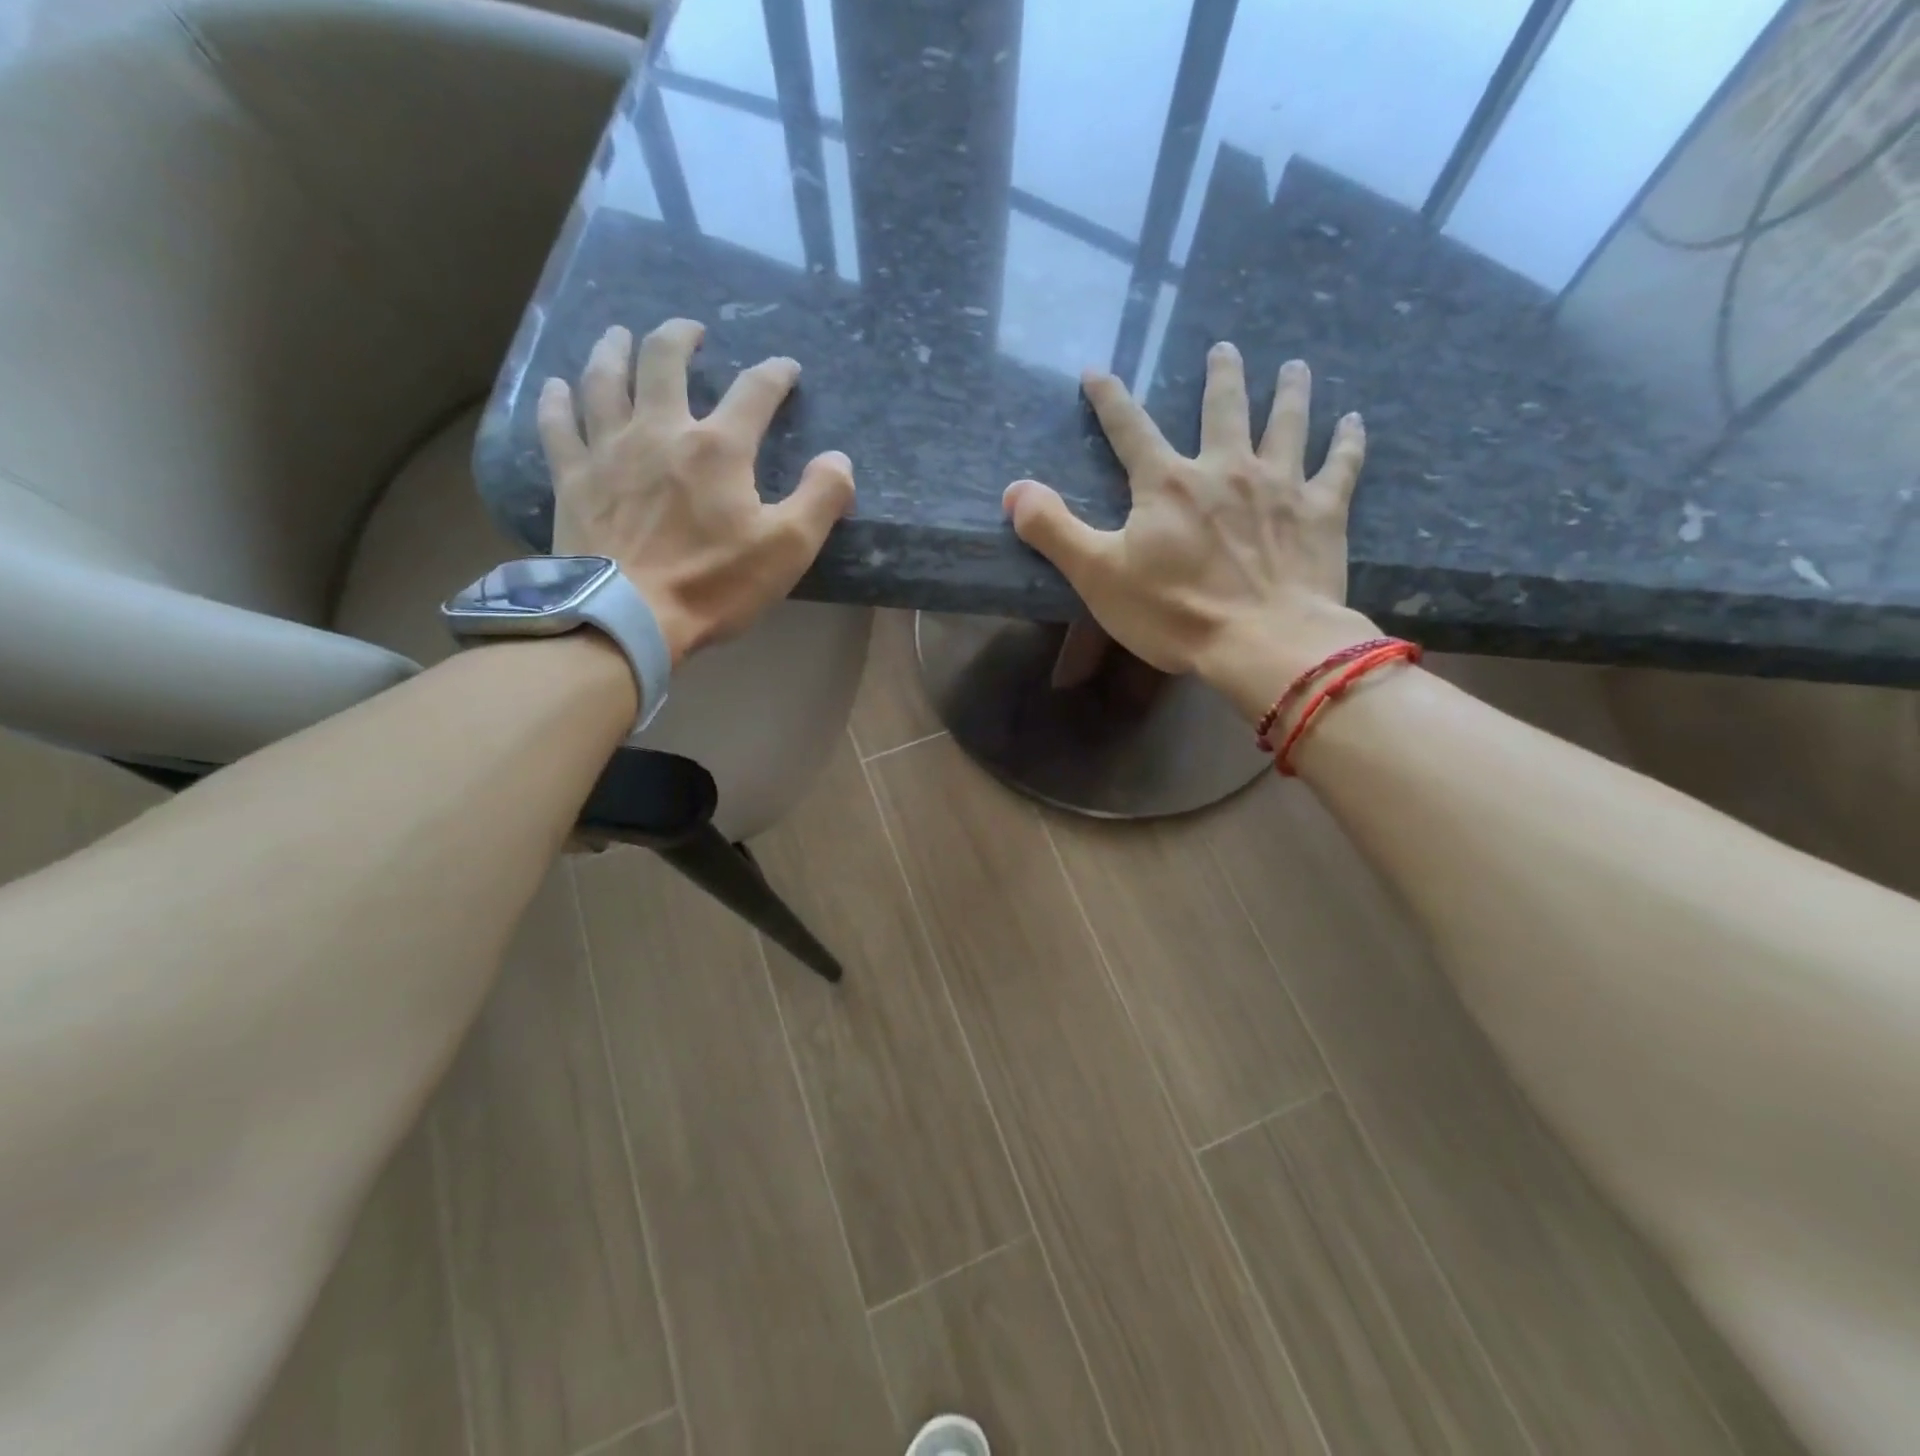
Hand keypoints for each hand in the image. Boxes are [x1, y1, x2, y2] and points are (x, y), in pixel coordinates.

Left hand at [539, 318, 854, 663]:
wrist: (627, 616)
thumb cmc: (713, 584)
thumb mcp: (788, 548)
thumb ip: (821, 498)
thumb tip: (838, 460)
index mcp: (718, 448)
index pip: (754, 391)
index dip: (775, 374)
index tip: (786, 369)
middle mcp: (660, 430)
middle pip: (664, 360)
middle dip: (681, 337)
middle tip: (691, 331)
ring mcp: (608, 450)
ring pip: (604, 379)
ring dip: (613, 350)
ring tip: (619, 336)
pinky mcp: (572, 478)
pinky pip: (557, 425)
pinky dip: (556, 401)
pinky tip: (556, 386)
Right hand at [1001, 343, 1379, 720]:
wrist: (1264, 644)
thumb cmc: (1175, 613)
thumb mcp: (1097, 576)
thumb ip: (1053, 530)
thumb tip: (1014, 491)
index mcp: (1167, 484)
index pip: (1130, 428)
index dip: (1110, 398)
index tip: (1097, 372)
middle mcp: (1226, 468)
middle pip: (1223, 407)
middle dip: (1220, 376)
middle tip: (1223, 349)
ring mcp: (1281, 485)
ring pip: (1287, 423)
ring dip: (1289, 391)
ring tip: (1294, 366)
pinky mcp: (1323, 512)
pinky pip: (1340, 466)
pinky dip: (1348, 442)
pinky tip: (1354, 421)